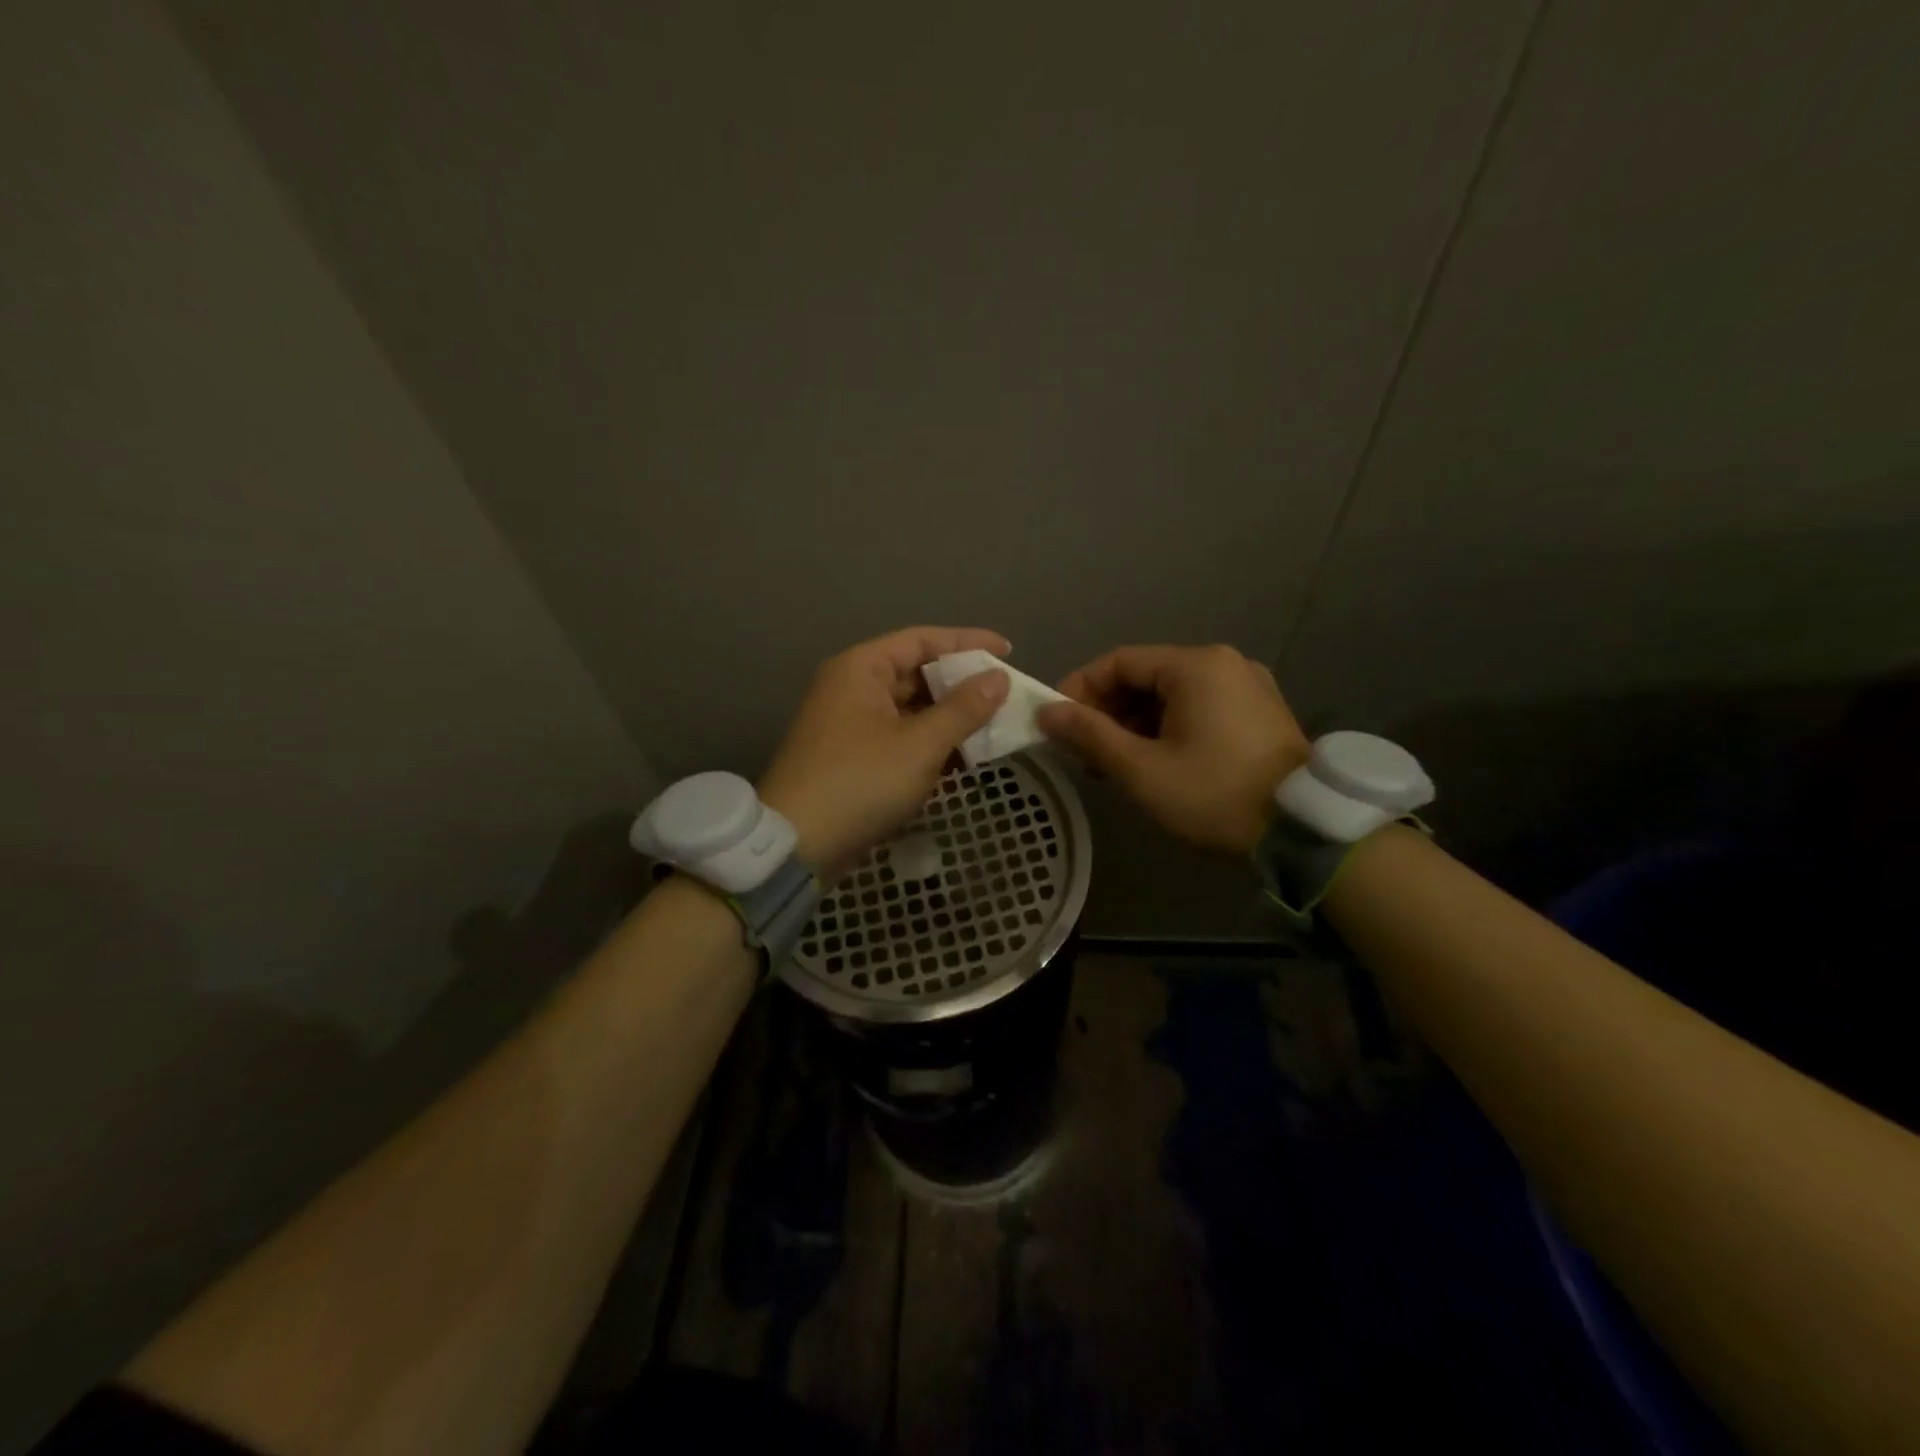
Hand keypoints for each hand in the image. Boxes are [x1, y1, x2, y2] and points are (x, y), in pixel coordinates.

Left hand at [759, 627, 1011, 877]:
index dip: (968, 642)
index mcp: (861, 669)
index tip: (1008, 652)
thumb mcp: (920, 744)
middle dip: (961, 685)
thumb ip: (963, 708)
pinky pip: (900, 737)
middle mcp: (853, 687)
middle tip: (1005, 697)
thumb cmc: (860, 782)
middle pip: (916, 673)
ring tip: (993, 728)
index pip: (922, 640)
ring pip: (911, 709)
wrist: (797, 844)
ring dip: (949, 718)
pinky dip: (930, 744)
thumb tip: (999, 678)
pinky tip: (963, 758)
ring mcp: (850, 724)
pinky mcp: (854, 758)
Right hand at [1038, 644, 1307, 854]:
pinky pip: (1198, 708)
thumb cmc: (1214, 793)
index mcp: (1195, 665)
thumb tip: (1046, 712)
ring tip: (1115, 764)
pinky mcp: (1258, 712)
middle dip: (1108, 711)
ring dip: (1135, 724)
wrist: (1302, 830)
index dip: (1080, 688)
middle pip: (1146, 676)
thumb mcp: (1142, 769)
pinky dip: (1167, 728)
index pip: (1119, 662)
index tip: (1057, 722)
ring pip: (1171, 695)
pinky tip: (1155, 762)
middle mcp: (1223, 663)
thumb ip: (1090, 735)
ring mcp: (1246, 686)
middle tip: (1084, 751)